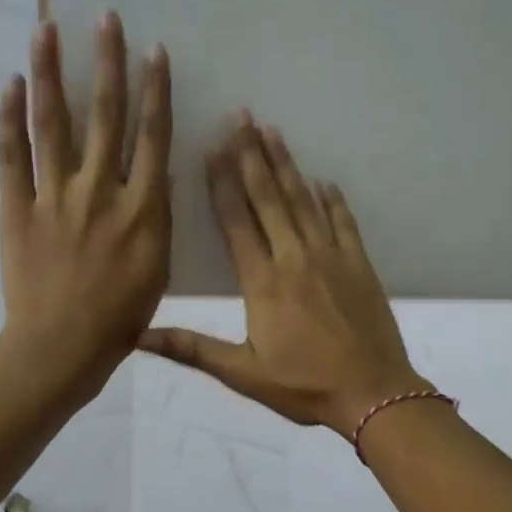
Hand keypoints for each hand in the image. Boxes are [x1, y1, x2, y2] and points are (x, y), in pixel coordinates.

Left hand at [0, 13, 171, 404]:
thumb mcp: (158, 270)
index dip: (155, 91)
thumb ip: (156, 219)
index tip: (155, 51)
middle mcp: (100, 191)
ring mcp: (55, 196)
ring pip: (53, 123)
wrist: (62, 346)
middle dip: (108, 63)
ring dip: (50, 73)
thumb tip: (155, 176)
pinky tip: (10, 84)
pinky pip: (12, 155)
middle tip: (106, 18)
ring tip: (46, 29)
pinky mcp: (18, 208)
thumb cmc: (120, 318)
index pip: (152, 137)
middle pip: (105, 116)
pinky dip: (9, 118)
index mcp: (142, 209)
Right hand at [140, 115, 425, 435]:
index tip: (212, 146)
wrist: (373, 394)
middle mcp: (294, 258)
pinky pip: (344, 222)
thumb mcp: (243, 373)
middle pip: (269, 198)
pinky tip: (324, 181)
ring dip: (287, 165)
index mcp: (262, 282)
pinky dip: (332, 200)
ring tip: (272, 131)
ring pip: (304, 201)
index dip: (222, 182)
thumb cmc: (304, 387)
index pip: (236, 221)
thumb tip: (138, 337)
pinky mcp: (360, 265)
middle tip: (241, 116)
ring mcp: (331, 257)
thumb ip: (192, 349)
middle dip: (251, 155)